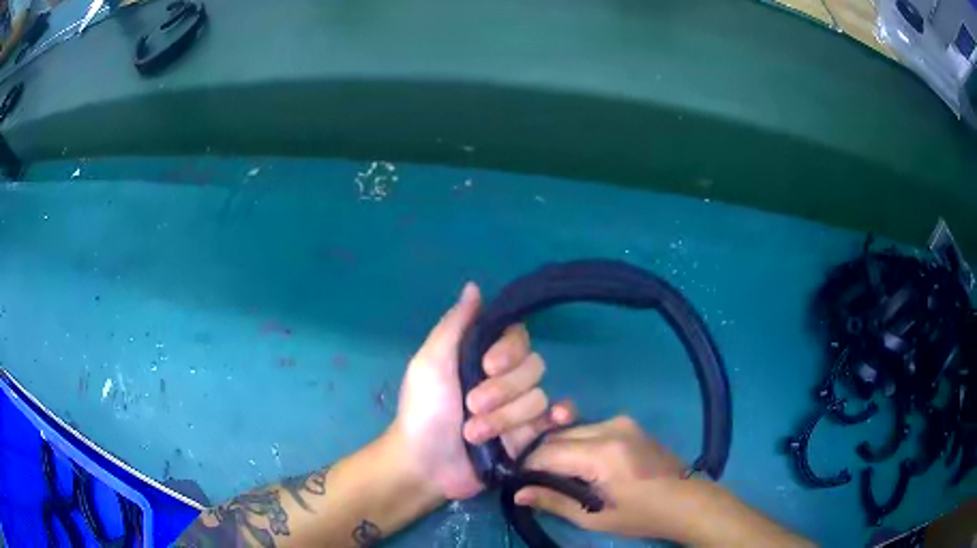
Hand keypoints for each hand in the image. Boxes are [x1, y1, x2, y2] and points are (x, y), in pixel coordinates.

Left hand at [392, 283, 574, 499]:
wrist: (425, 464)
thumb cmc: (423, 410)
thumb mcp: (430, 363)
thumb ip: (455, 325)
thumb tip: (475, 286)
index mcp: (483, 357)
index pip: (518, 338)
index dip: (509, 350)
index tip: (487, 366)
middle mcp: (506, 379)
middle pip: (533, 367)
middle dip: (502, 390)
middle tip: (470, 406)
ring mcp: (520, 409)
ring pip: (538, 398)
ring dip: (505, 418)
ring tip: (473, 434)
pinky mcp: (530, 436)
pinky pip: (557, 419)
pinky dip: (560, 417)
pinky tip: (556, 420)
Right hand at [514, 417, 811, 546]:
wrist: (686, 501)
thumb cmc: (641, 515)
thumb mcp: (594, 517)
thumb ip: (554, 501)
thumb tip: (517, 493)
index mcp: (603, 453)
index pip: (547, 452)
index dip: (526, 466)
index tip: (516, 481)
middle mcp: (610, 427)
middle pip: (557, 435)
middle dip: (538, 456)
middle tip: (531, 480)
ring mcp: (621, 421)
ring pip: (571, 430)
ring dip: (556, 449)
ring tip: (553, 475)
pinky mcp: (628, 423)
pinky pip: (588, 429)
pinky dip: (574, 444)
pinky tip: (576, 465)